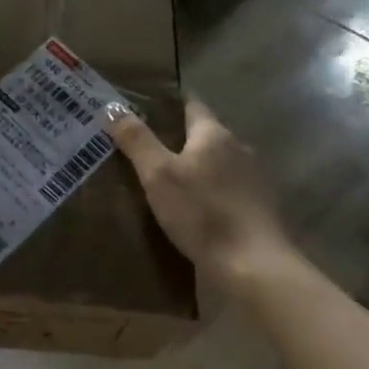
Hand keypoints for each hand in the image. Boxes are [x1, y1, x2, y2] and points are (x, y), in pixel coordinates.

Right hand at [105, 97, 292, 281]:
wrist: (254, 267)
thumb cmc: (202, 213)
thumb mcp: (158, 175)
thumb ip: (136, 139)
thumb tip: (112, 106)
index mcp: (214, 134)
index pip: (190, 104)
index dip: (167, 101)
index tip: (142, 103)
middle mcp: (238, 148)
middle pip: (203, 134)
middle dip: (175, 136)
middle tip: (141, 144)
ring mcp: (251, 179)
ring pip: (214, 162)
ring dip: (192, 166)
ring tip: (161, 177)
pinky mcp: (256, 208)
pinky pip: (224, 188)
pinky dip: (206, 190)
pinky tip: (189, 206)